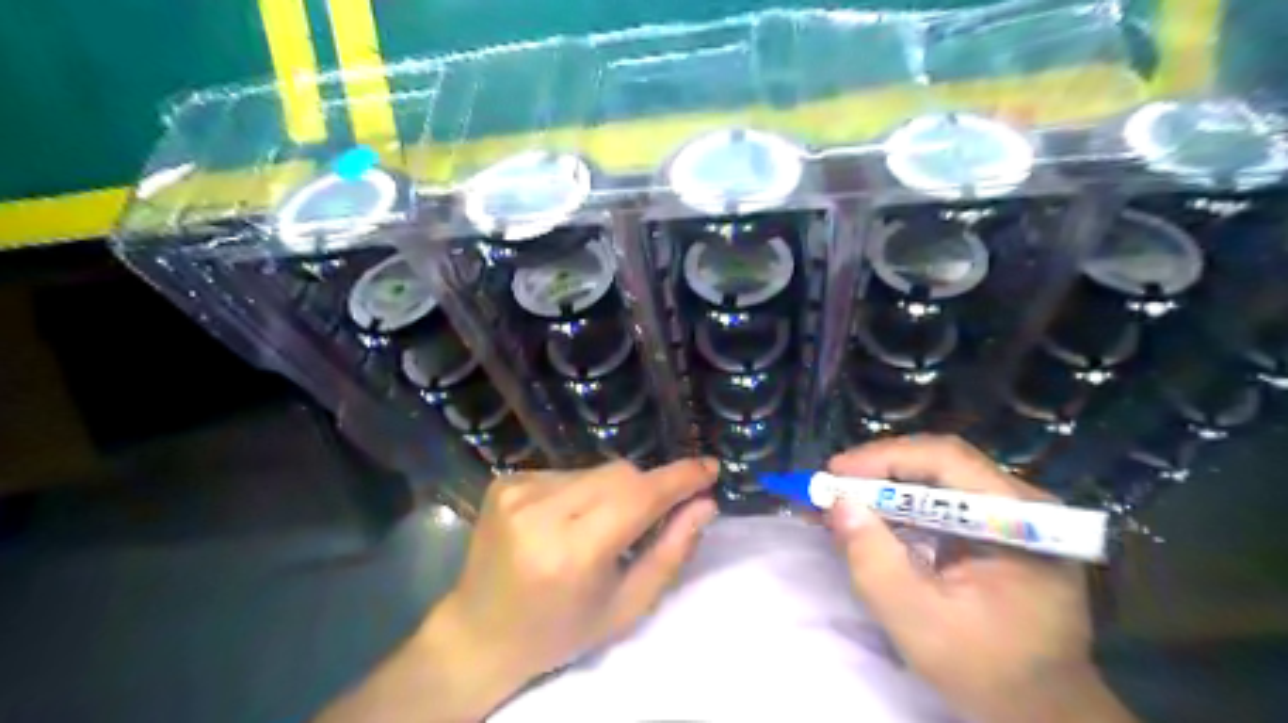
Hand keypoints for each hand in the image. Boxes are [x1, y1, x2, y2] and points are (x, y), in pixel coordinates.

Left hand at [417, 461, 719, 718]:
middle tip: (654, 517)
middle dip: (647, 489)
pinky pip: (568, 471)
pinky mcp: (505, 481)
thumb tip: (705, 504)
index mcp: (573, 552)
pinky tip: (570, 520)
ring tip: (603, 527)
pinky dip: (583, 491)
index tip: (710, 469)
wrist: (480, 632)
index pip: (639, 497)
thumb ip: (671, 552)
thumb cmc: (561, 631)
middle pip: (620, 474)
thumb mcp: (626, 606)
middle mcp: (541, 511)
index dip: (679, 479)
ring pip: (596, 470)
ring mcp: (517, 491)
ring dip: (614, 491)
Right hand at [824, 435, 1129, 721]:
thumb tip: (838, 504)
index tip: (835, 473)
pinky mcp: (996, 529)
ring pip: (937, 478)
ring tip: (842, 499)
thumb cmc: (988, 672)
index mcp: (1019, 520)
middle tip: (832, 484)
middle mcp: (1021, 504)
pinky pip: (941, 501)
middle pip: (940, 463)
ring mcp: (1011, 515)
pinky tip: (871, 518)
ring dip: (885, 486)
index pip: (946, 460)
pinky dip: (900, 506)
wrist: (1043, 710)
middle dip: (880, 470)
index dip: (885, 458)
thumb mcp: (919, 622)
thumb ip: (875, 561)